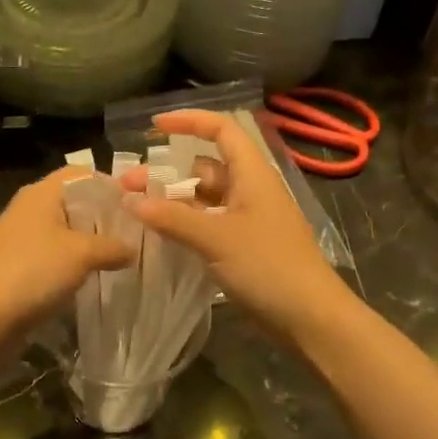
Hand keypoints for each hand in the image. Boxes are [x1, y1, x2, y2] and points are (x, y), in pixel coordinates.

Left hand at [0, 167, 133, 337]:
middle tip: (137, 233)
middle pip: (76, 202)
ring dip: (91, 242)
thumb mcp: (82, 254)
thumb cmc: (33, 271)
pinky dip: (74, 262)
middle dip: (105, 217)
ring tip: (122, 256)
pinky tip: (94, 276)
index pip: (83, 174)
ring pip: (66, 231)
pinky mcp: (19, 264)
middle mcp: (31, 208)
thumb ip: (113, 246)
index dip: (112, 185)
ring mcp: (22, 237)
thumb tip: (132, 249)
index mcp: (42, 192)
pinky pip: (55, 254)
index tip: (140, 205)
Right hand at [121, 110, 352, 339]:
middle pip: (204, 168)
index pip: (222, 130)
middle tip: (126, 186)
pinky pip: (208, 224)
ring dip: (171, 201)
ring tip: (135, 210)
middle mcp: (249, 190)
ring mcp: (247, 219)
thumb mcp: (216, 238)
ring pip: (203, 199)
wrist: (311, 317)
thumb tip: (130, 200)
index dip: (189, 121)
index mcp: (252, 174)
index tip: (154, 127)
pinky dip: (184, 224)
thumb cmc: (268, 266)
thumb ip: (171, 218)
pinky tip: (159, 235)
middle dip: (165, 172)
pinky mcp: (244, 245)